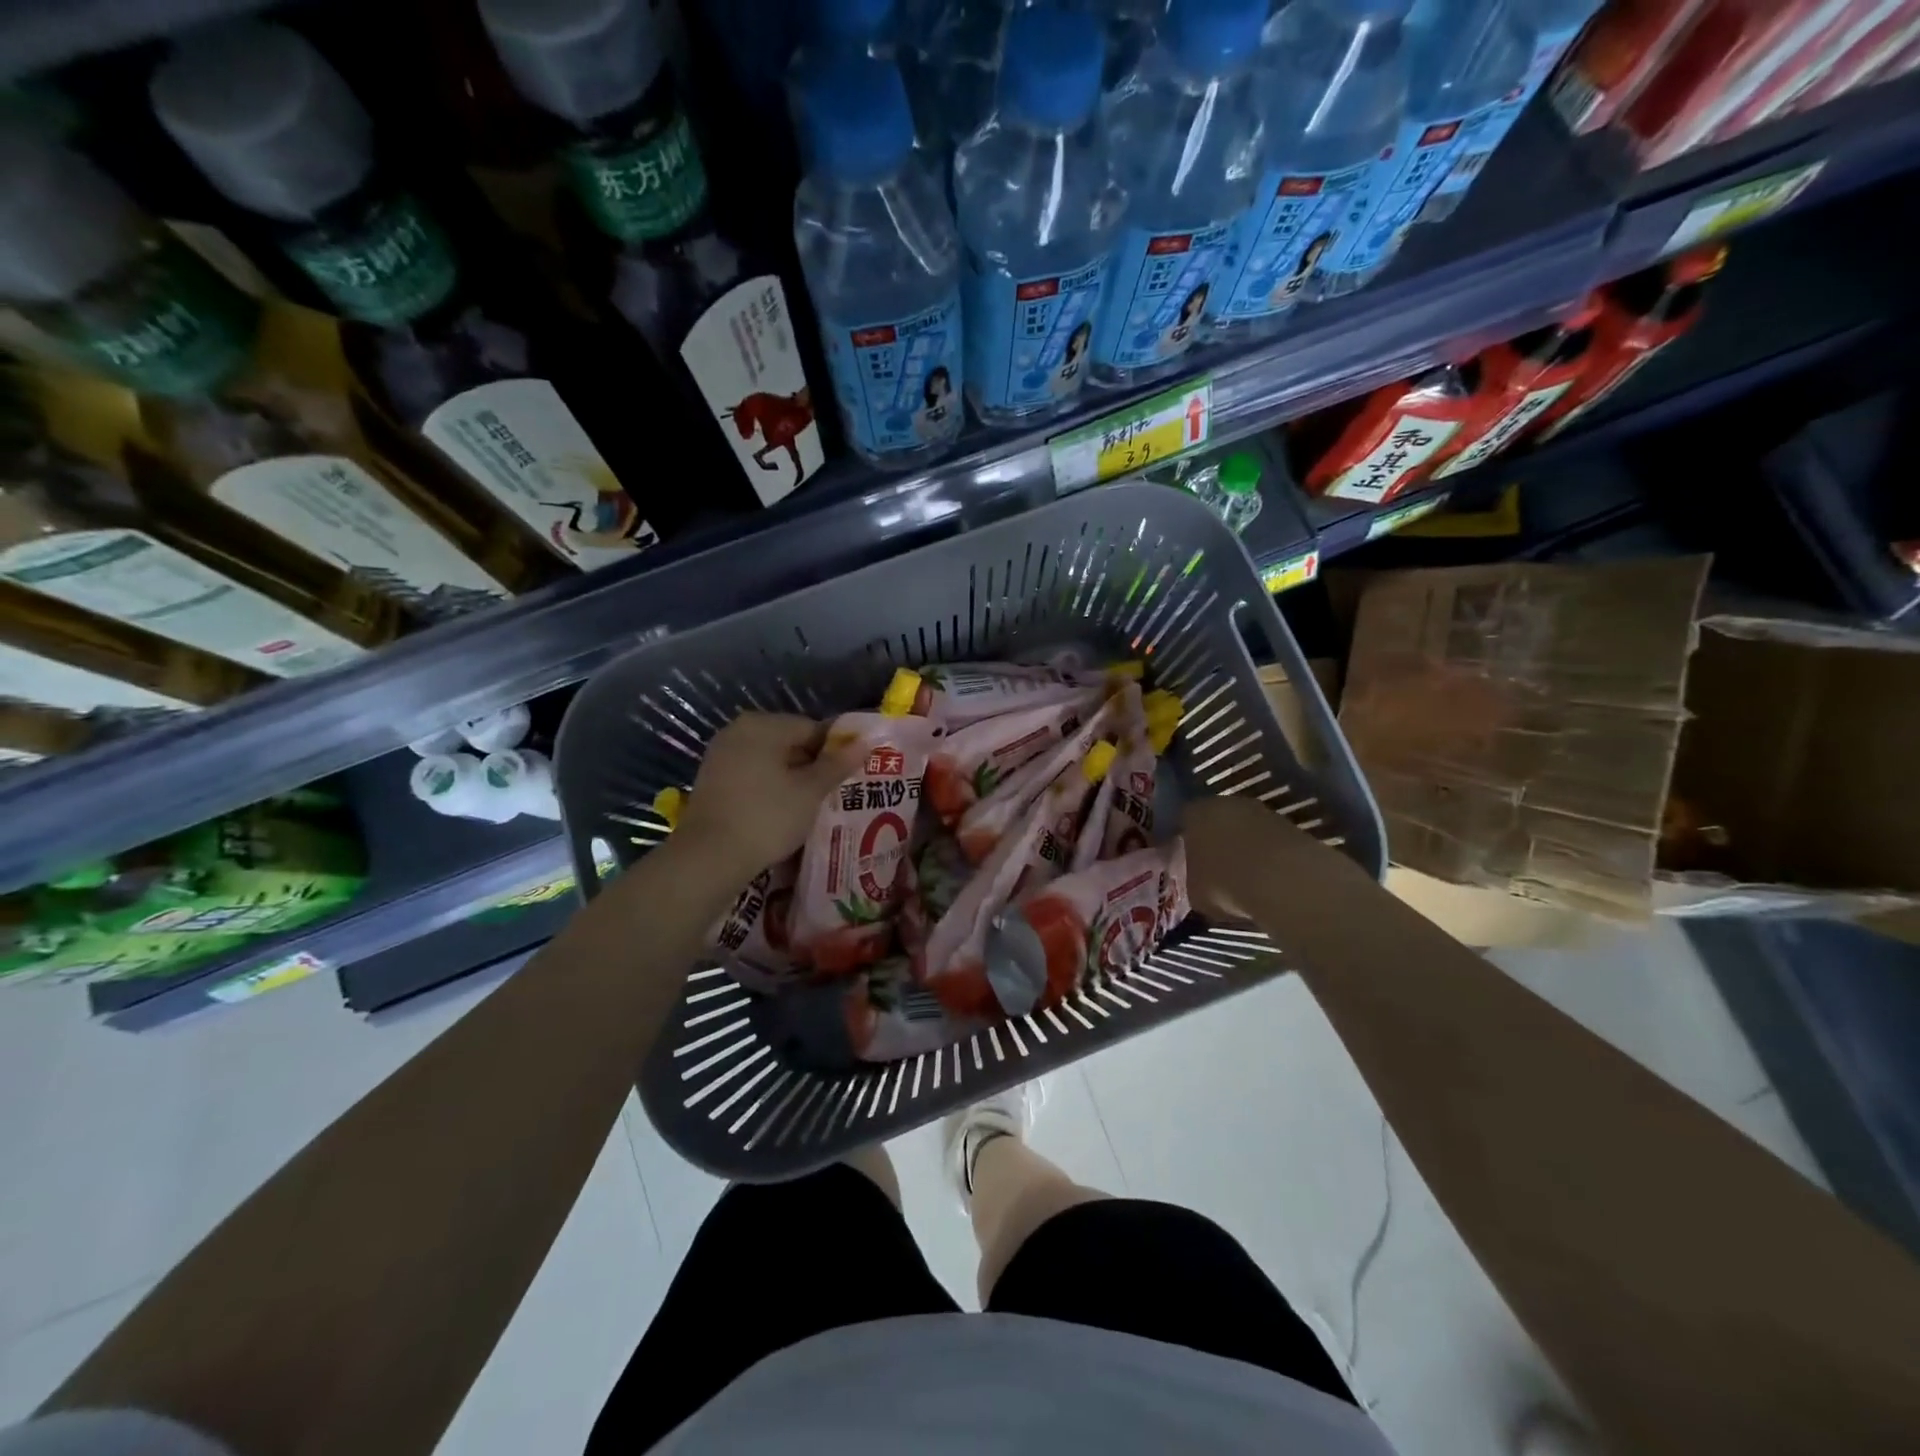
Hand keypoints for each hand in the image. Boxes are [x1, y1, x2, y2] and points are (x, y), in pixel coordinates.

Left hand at [674, 713, 858, 880]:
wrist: (709, 857)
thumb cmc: (767, 817)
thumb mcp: (810, 792)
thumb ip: (837, 764)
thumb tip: (865, 742)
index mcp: (763, 725)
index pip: (812, 727)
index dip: (835, 750)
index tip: (850, 775)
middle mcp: (738, 731)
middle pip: (789, 741)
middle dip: (812, 764)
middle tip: (834, 792)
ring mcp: (721, 755)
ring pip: (770, 760)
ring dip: (792, 778)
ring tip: (812, 804)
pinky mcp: (712, 780)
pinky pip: (752, 774)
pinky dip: (770, 787)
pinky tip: (783, 811)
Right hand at [1182, 794, 1328, 921]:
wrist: (1284, 881)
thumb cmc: (1225, 884)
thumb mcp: (1194, 890)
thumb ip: (1191, 878)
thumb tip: (1197, 879)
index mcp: (1194, 813)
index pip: (1182, 820)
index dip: (1182, 840)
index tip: (1183, 858)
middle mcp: (1225, 803)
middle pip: (1214, 819)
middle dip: (1213, 840)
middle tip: (1212, 865)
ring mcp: (1260, 811)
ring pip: (1243, 828)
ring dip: (1241, 846)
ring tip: (1240, 874)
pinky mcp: (1288, 825)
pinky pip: (1267, 840)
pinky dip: (1265, 854)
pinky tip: (1265, 877)